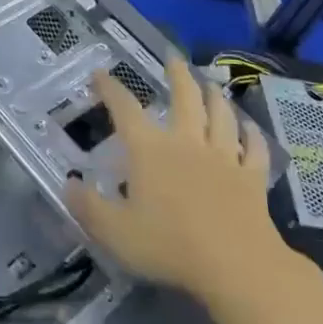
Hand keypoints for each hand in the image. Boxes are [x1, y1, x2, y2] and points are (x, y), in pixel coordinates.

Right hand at [65, 57, 287, 307]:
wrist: (236, 265)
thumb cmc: (169, 245)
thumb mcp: (114, 232)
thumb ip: (88, 206)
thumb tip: (68, 183)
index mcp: (150, 149)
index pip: (125, 109)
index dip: (110, 88)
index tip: (100, 73)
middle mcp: (187, 142)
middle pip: (185, 98)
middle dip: (178, 75)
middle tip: (174, 58)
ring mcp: (224, 157)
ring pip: (221, 116)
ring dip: (215, 97)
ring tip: (211, 85)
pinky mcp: (252, 178)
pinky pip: (254, 150)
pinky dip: (253, 136)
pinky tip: (251, 130)